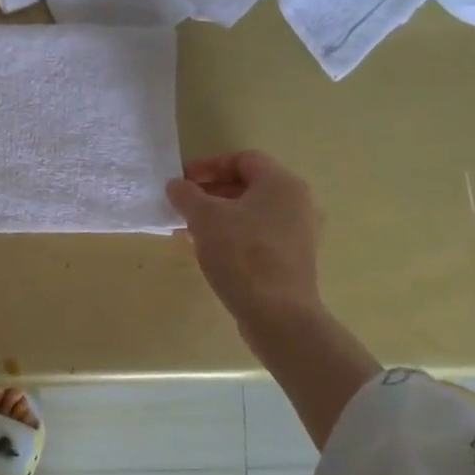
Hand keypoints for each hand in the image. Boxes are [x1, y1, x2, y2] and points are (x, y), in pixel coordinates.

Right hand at [166, 150, 323, 342]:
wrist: (278, 315)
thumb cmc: (242, 255)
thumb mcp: (205, 218)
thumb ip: (187, 195)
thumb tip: (176, 185)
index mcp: (282, 183)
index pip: (242, 159)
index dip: (208, 166)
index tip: (182, 181)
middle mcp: (297, 203)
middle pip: (247, 185)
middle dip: (210, 193)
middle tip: (182, 205)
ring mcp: (298, 233)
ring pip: (250, 213)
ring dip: (218, 216)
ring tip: (188, 230)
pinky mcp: (292, 259)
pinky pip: (257, 236)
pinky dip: (232, 235)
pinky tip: (207, 251)